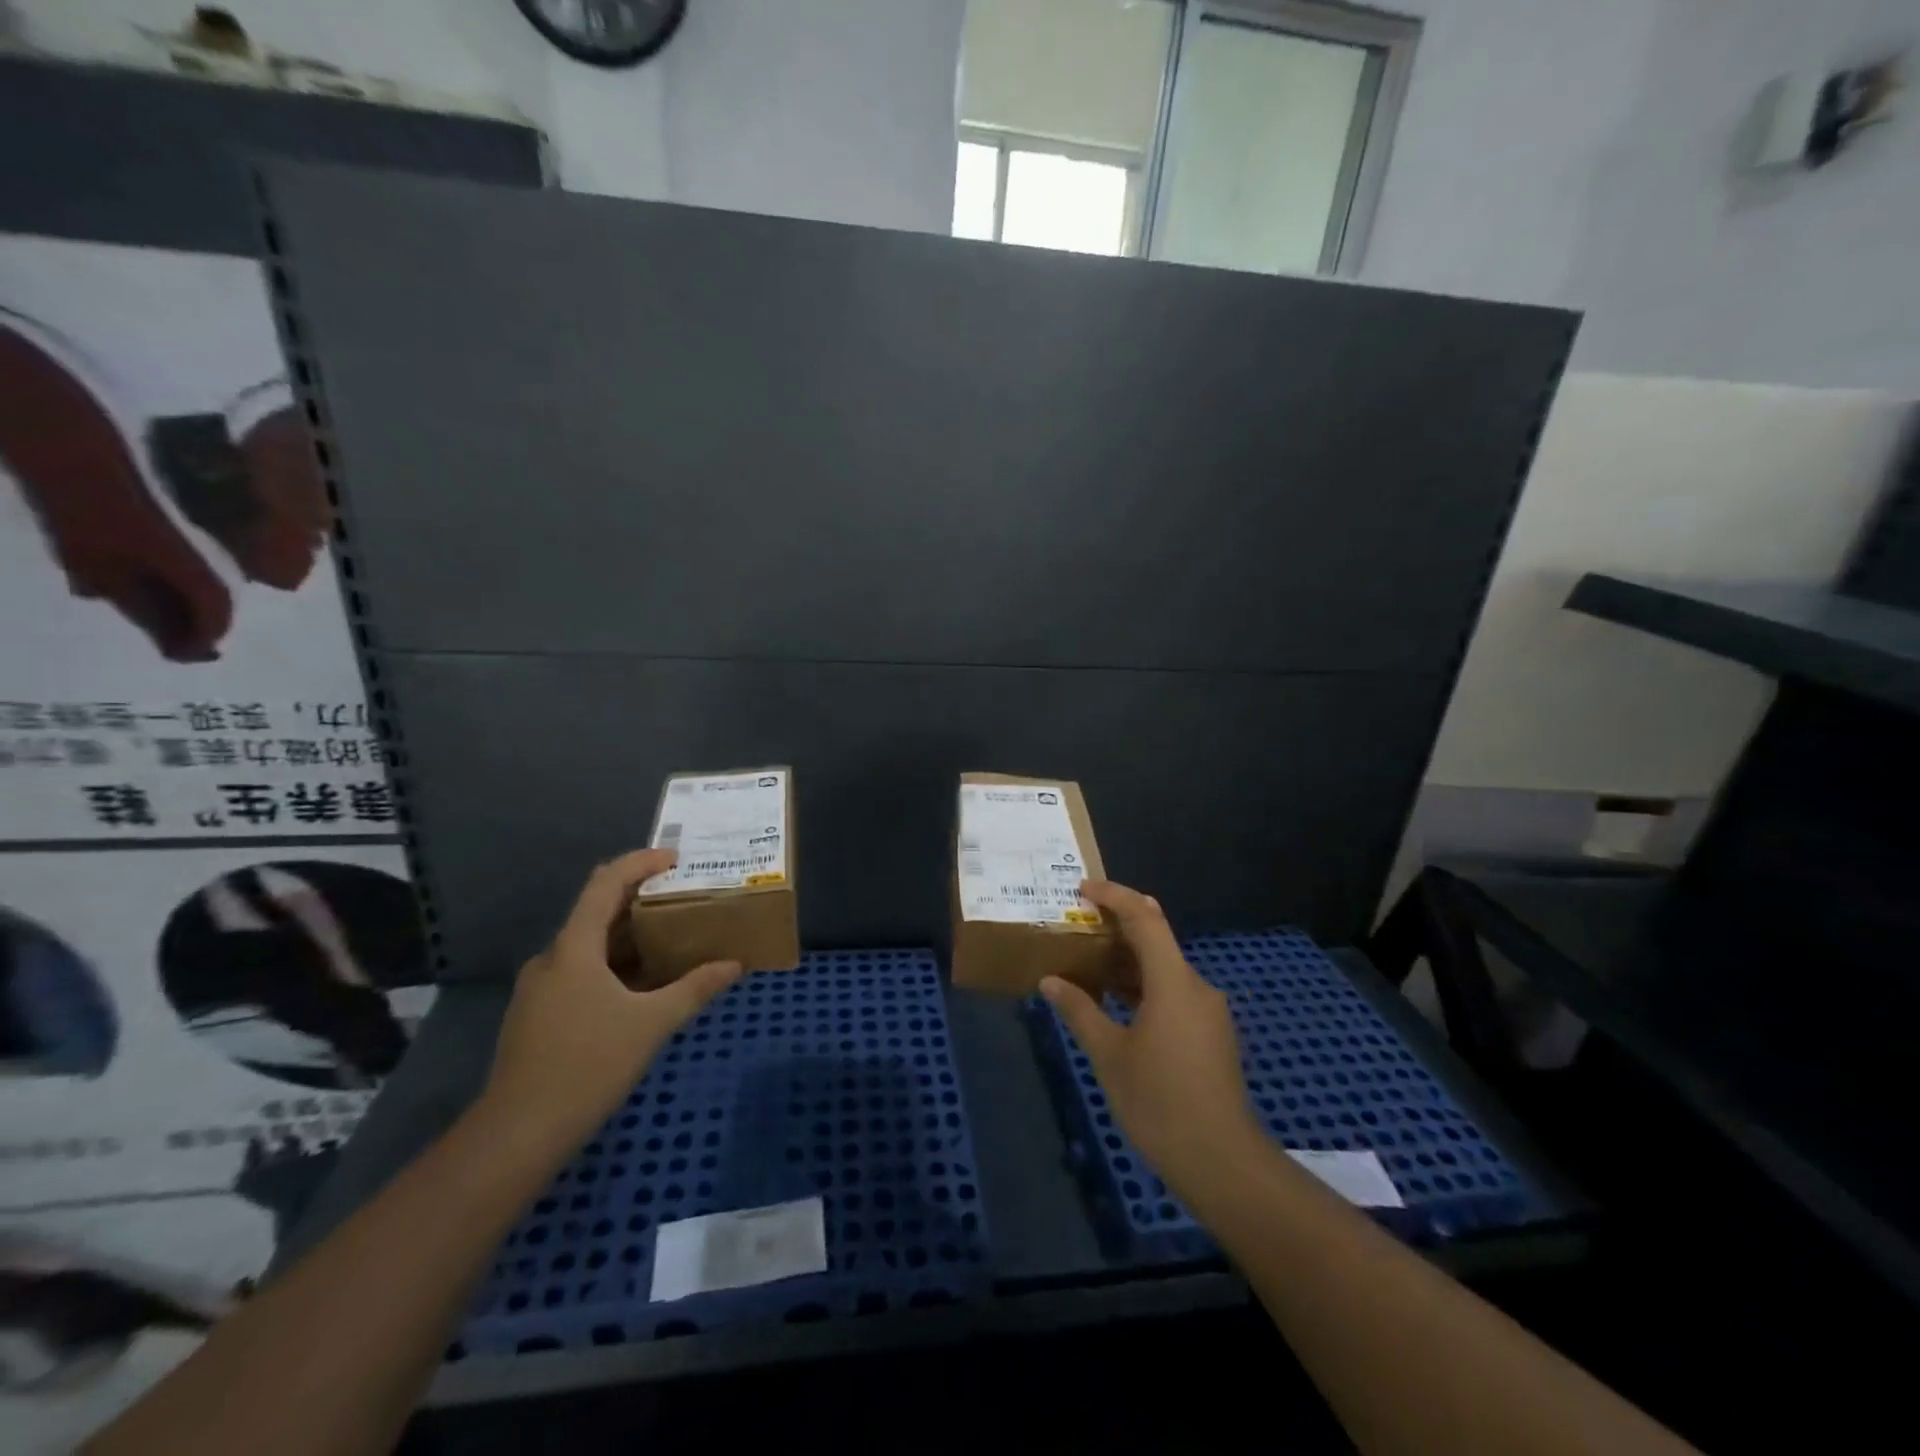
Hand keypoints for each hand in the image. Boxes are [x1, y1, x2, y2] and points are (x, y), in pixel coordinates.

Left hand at [479, 849, 742, 1154]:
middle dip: (642, 901)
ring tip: (671, 941)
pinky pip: (581, 972)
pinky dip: (614, 966)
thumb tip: (735, 965)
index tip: (676, 860)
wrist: (517, 1135)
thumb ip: (695, 988)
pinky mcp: (538, 1015)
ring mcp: (540, 989)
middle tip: (684, 900)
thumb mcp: (652, 1023)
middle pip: (597, 912)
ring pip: (590, 946)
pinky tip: (642, 986)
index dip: (640, 862)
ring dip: (629, 937)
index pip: (605, 883)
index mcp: (574, 949)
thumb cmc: (588, 1066)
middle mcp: (551, 959)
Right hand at [1041, 880, 1262, 1202]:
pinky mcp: (1212, 1035)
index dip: (1115, 896)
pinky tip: (1120, 1006)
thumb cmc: (1159, 1102)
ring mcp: (1209, 1012)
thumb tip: (1050, 982)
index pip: (1145, 918)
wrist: (1222, 1161)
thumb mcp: (1109, 1055)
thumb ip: (1079, 1011)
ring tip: (1091, 965)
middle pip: (1157, 940)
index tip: (1083, 890)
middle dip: (1119, 927)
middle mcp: (1197, 986)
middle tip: (1080, 926)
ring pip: (1166, 969)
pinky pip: (1175, 993)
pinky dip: (1145, 987)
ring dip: (1130, 962)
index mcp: (1173, 981)